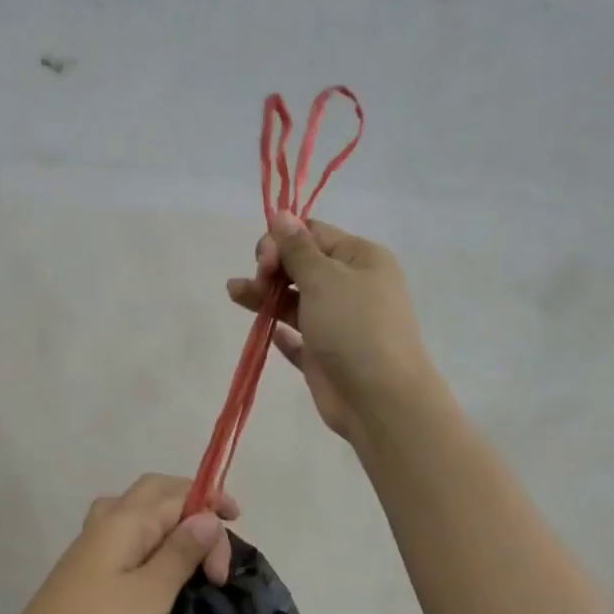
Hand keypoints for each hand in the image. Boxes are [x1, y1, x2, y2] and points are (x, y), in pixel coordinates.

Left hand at [0, 474, 238, 613]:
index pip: (178, 495)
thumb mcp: (151, 595)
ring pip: (136, 513)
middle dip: (192, 505)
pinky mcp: (84, 574)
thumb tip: (207, 516)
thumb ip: (180, 552)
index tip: (233, 556)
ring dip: (169, 522)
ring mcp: (90, 548)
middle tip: (219, 541)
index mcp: (123, 521)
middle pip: (154, 492)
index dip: (211, 513)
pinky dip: (151, 542)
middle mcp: (105, 524)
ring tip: (192, 551)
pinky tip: (156, 570)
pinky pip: (125, 539)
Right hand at [227, 212, 437, 444]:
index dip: (283, 241)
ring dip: (265, 295)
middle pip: (302, 265)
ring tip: (234, 293)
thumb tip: (281, 214)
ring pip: (294, 300)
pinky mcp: (324, 355)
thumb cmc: (355, 328)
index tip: (264, 260)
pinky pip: (297, 337)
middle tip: (258, 281)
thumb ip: (297, 249)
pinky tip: (262, 329)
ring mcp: (337, 323)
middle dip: (273, 267)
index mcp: (360, 258)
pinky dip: (280, 330)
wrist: (379, 398)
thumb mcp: (325, 279)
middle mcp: (351, 286)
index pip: (314, 234)